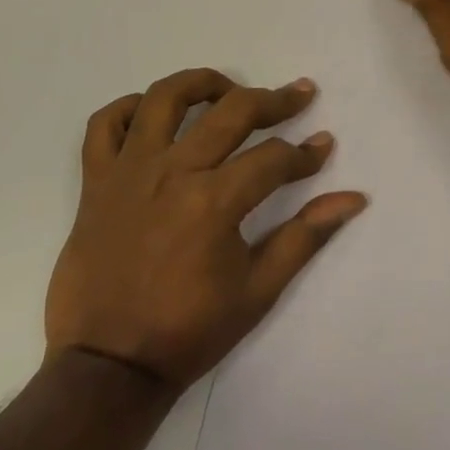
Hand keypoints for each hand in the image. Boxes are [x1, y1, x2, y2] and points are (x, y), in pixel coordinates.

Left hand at [45, 69, 367, 387]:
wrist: (106, 367)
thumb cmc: (188, 331)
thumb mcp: (258, 290)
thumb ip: (305, 236)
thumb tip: (353, 198)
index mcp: (214, 201)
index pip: (274, 158)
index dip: (306, 153)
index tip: (323, 147)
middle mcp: (173, 172)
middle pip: (232, 111)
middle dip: (275, 100)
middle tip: (300, 94)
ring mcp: (129, 171)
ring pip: (165, 98)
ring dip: (202, 83)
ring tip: (228, 89)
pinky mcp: (96, 182)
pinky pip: (104, 125)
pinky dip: (128, 108)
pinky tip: (154, 114)